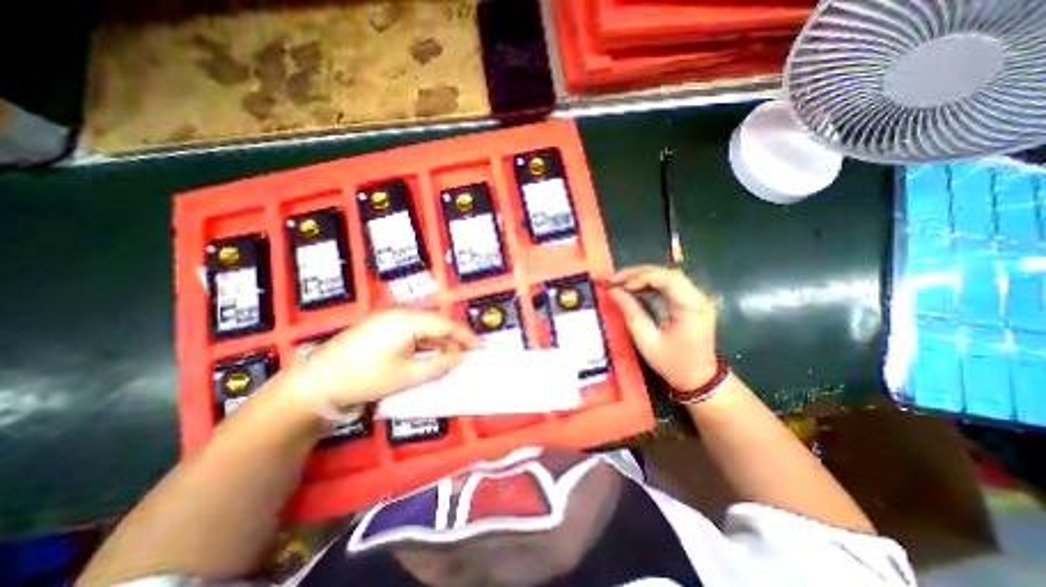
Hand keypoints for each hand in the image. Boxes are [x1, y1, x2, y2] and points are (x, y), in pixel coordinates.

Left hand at [298, 310, 476, 410]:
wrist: (316, 383)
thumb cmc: (365, 378)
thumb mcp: (408, 375)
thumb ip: (440, 364)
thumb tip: (462, 357)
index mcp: (408, 319)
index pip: (447, 324)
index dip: (467, 337)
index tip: (481, 349)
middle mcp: (401, 313)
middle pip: (437, 323)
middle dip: (454, 340)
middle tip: (467, 357)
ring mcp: (389, 319)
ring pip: (425, 328)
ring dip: (440, 343)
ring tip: (451, 359)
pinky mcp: (381, 328)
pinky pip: (412, 332)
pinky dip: (425, 344)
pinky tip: (430, 356)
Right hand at [605, 269, 720, 391]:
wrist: (698, 379)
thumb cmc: (672, 363)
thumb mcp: (646, 341)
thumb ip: (630, 313)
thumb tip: (612, 291)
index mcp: (692, 307)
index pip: (667, 278)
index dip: (640, 277)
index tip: (618, 286)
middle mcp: (698, 298)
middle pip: (666, 273)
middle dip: (637, 274)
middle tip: (613, 279)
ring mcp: (695, 298)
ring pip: (666, 277)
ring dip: (641, 277)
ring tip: (619, 282)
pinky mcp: (689, 302)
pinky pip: (667, 286)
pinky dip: (648, 285)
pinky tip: (632, 288)